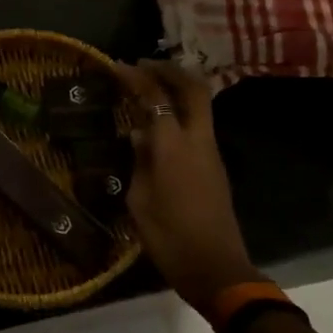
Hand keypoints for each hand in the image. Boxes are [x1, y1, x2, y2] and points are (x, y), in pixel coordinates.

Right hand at [114, 60, 260, 313]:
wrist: (215, 268)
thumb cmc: (170, 237)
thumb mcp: (140, 200)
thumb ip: (139, 162)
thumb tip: (139, 137)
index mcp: (174, 147)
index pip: (156, 98)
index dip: (136, 77)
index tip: (117, 66)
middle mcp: (198, 141)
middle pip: (193, 89)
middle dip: (169, 70)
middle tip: (144, 64)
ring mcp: (210, 152)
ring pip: (200, 105)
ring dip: (177, 89)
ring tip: (149, 87)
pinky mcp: (214, 166)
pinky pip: (198, 125)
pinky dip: (180, 111)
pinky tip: (157, 123)